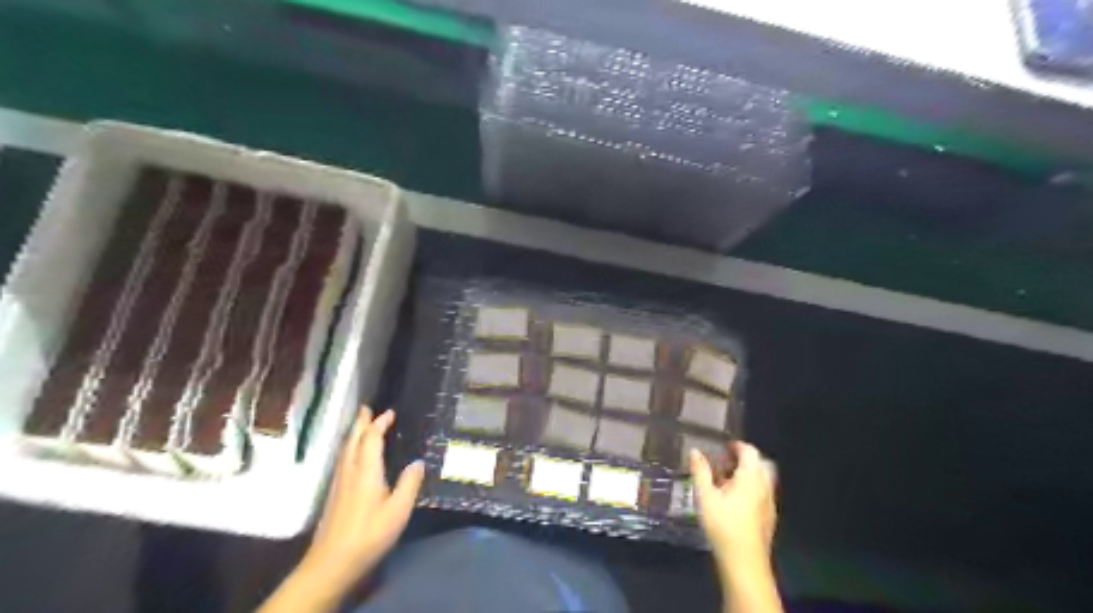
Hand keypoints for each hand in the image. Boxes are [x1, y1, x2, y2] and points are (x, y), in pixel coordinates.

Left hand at [300, 407, 423, 589]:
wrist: (332, 562)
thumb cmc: (369, 534)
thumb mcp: (398, 510)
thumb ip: (409, 484)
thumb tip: (418, 461)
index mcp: (366, 471)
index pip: (371, 439)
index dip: (379, 424)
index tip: (389, 412)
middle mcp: (349, 471)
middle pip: (352, 440)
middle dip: (360, 423)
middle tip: (366, 409)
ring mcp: (339, 483)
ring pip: (344, 450)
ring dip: (353, 435)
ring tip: (360, 426)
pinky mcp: (334, 495)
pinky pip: (342, 460)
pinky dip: (350, 449)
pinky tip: (353, 457)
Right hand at [691, 443, 775, 565]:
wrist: (744, 563)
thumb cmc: (723, 526)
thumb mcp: (705, 497)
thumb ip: (700, 472)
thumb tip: (695, 451)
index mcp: (751, 478)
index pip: (750, 452)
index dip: (737, 446)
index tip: (723, 447)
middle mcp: (764, 487)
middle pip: (761, 464)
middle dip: (745, 459)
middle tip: (726, 463)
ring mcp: (769, 503)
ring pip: (763, 479)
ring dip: (748, 474)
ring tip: (727, 482)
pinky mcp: (769, 517)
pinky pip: (763, 493)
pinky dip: (752, 489)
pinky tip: (735, 501)